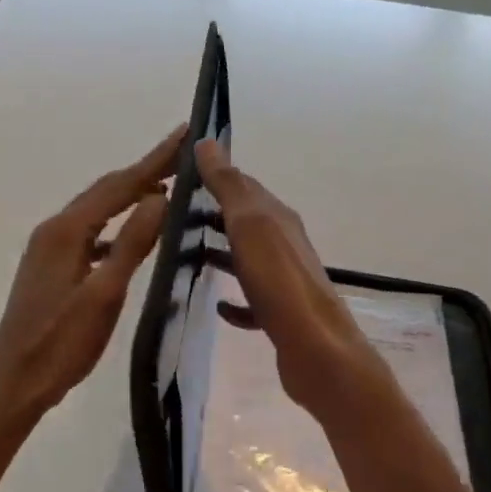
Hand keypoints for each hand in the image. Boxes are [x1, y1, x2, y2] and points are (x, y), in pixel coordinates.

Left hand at [0, 126, 183, 421]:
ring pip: (98, 210)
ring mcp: (49, 247)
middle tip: (184, 155)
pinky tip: (133, 235)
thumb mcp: (104, 295)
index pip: (119, 185)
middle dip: (145, 170)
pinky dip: (116, 225)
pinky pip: (91, 232)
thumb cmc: (61, 344)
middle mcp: (54, 229)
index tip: (185, 133)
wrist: (14, 382)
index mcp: (66, 231)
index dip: (155, 160)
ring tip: (167, 187)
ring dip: (131, 195)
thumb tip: (160, 196)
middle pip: (106, 190)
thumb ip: (132, 243)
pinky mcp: (51, 265)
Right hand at [196, 139, 389, 414]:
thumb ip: (229, 186)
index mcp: (278, 219)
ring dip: (222, 253)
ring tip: (186, 255)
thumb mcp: (250, 225)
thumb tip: (207, 142)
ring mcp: (285, 281)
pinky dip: (234, 300)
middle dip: (214, 215)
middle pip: (246, 221)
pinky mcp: (280, 316)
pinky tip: (218, 306)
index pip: (245, 186)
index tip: (181, 175)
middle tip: (174, 216)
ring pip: (248, 258)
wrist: (316, 350)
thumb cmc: (279, 282)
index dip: (216, 176)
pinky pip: (252, 301)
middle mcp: (285, 245)